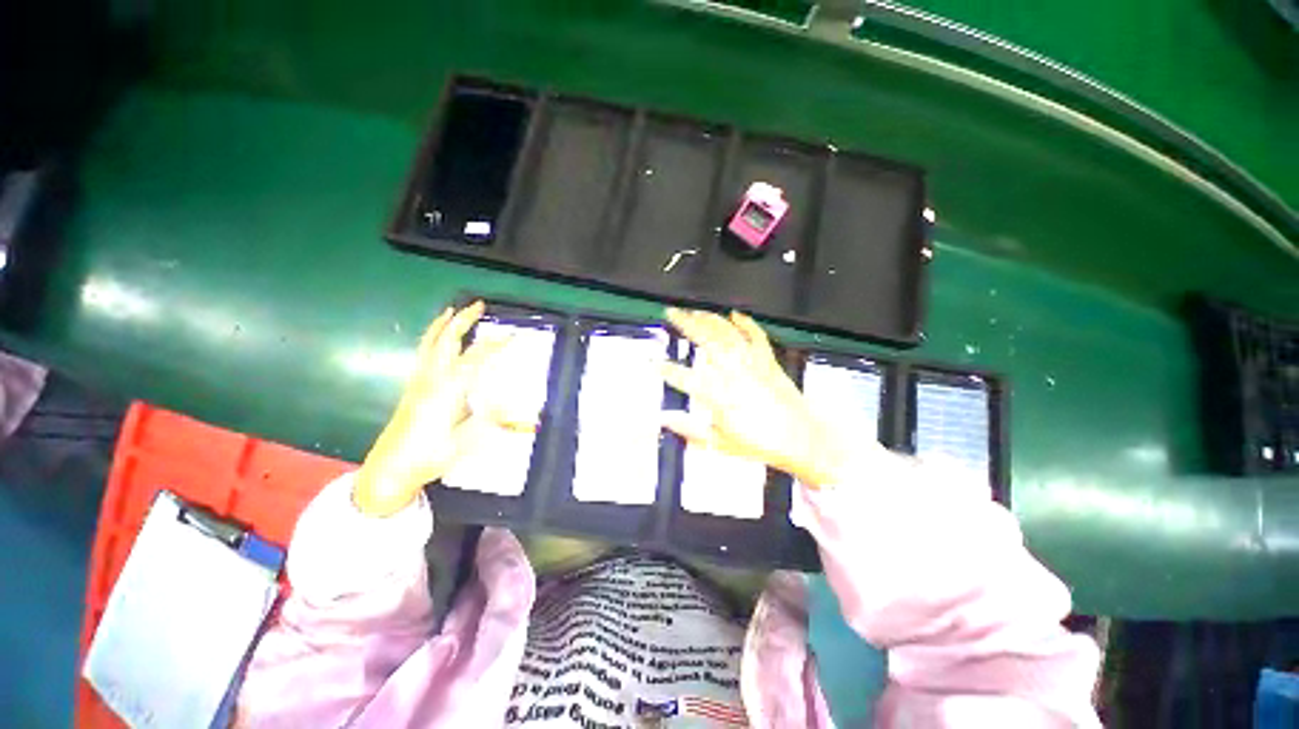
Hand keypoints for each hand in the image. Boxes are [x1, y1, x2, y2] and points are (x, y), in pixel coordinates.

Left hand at [353, 302, 518, 516]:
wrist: (388, 470)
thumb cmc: (427, 456)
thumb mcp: (464, 443)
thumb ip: (491, 422)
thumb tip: (519, 409)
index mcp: (446, 391)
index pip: (475, 359)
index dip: (495, 345)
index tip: (513, 335)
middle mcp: (431, 379)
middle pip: (446, 341)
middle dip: (462, 320)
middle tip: (477, 304)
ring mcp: (418, 382)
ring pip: (429, 344)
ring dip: (442, 324)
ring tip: (451, 310)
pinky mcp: (412, 388)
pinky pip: (423, 353)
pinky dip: (432, 338)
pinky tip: (437, 339)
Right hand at [660, 308, 846, 487]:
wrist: (801, 439)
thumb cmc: (760, 443)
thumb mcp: (720, 443)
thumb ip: (690, 429)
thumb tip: (664, 419)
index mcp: (720, 396)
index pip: (685, 378)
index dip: (666, 369)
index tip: (652, 361)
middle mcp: (734, 374)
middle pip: (706, 341)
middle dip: (685, 324)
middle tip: (671, 313)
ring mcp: (753, 364)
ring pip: (728, 333)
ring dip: (710, 319)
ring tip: (694, 310)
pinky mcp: (768, 361)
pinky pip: (757, 336)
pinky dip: (746, 323)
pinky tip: (735, 314)